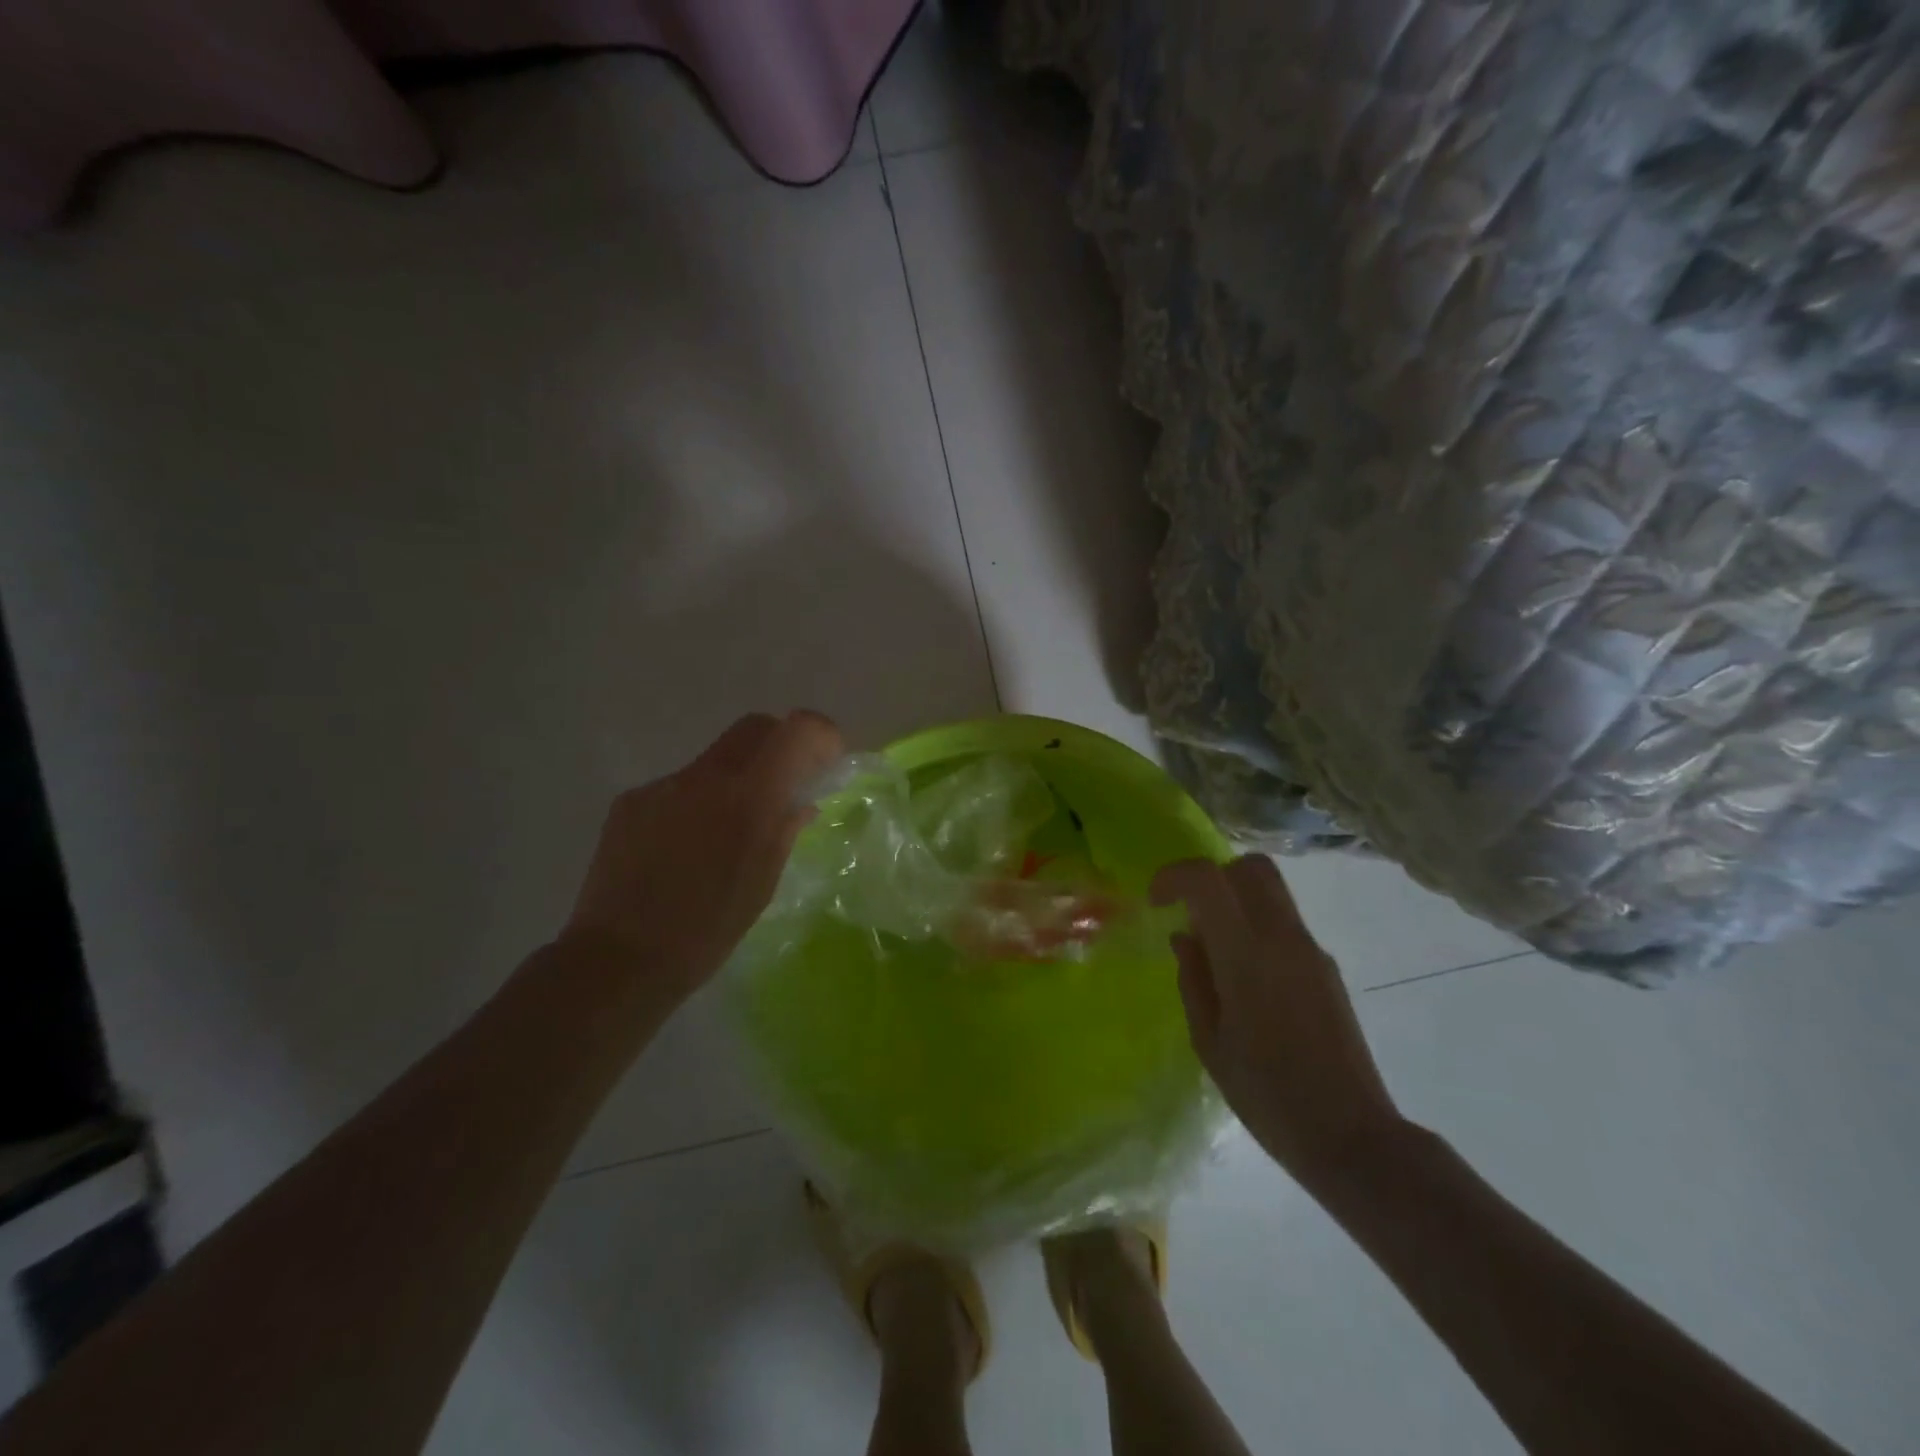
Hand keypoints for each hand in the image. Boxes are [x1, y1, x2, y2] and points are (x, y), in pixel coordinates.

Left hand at [562, 711, 843, 996]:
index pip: (796, 730)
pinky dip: (695, 803)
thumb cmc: (707, 931)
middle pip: (754, 727)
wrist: (619, 958)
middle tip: (785, 784)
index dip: (819, 734)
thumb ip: (784, 831)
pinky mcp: (631, 801)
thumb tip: (801, 804)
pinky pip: (678, 787)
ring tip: (726, 831)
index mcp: (749, 798)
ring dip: (734, 779)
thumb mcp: (762, 884)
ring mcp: (663, 785)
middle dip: (778, 745)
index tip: (825, 761)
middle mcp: (705, 777)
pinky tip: (684, 847)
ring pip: (714, 759)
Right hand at [1152, 855, 1404, 1188]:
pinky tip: (1247, 980)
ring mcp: (1311, 950)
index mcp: (1246, 954)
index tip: (1156, 902)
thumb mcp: (1209, 1041)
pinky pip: (1285, 923)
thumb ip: (1193, 978)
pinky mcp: (1327, 968)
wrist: (1351, 1137)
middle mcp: (1283, 938)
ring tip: (1215, 952)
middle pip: (1250, 867)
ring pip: (1271, 891)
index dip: (1174, 876)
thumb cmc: (1266, 1094)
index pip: (1208, 878)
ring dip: (1236, 901)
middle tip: (1189, 914)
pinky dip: (1256, 927)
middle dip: (1211, 877)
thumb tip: (1185, 937)